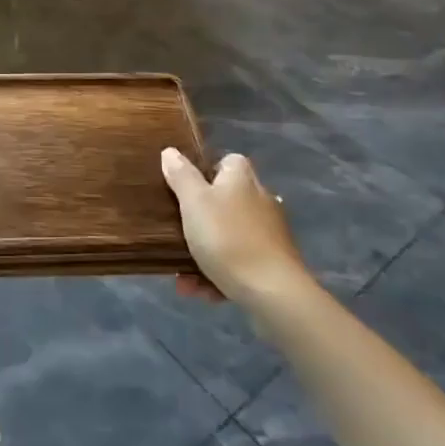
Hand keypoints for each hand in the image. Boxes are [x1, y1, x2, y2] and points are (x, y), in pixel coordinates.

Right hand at [161, 148, 310, 308]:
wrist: (273, 293)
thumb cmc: (227, 238)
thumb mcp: (194, 202)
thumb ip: (181, 176)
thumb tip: (170, 152)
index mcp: (242, 179)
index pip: (226, 162)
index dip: (204, 172)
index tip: (184, 190)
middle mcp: (260, 200)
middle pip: (224, 202)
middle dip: (197, 223)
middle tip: (176, 236)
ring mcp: (269, 234)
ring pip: (228, 237)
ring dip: (203, 256)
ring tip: (184, 279)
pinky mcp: (274, 264)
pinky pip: (239, 264)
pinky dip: (220, 276)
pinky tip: (205, 293)